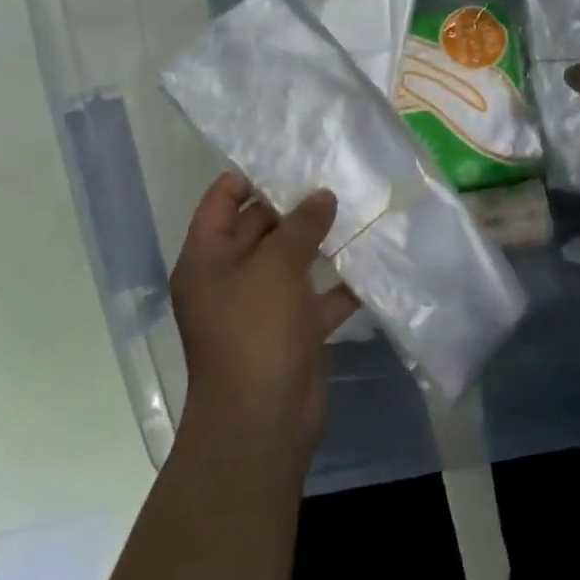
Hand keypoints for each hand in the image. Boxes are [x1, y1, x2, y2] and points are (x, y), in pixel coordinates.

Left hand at [169, 174, 358, 458]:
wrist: (262, 420)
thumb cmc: (255, 331)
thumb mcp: (275, 268)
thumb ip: (300, 226)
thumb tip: (322, 196)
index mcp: (207, 257)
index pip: (222, 201)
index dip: (250, 177)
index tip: (292, 159)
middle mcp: (231, 276)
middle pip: (260, 227)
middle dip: (296, 206)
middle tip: (337, 177)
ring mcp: (262, 304)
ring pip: (293, 260)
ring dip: (321, 241)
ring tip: (359, 207)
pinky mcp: (293, 328)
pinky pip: (317, 295)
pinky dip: (341, 282)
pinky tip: (372, 258)